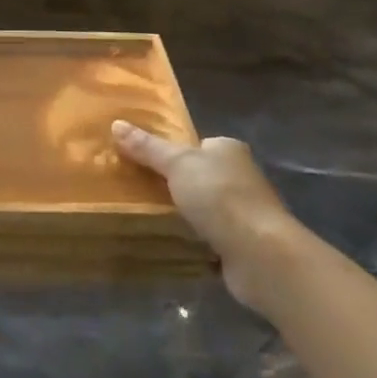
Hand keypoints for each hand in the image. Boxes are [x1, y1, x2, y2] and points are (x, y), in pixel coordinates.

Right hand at [112, 121, 292, 308]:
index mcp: (228, 150)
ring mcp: (242, 212)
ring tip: (145, 217)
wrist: (260, 254)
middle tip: (136, 190)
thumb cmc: (220, 197)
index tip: (141, 162)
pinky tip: (169, 242)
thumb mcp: (177, 164)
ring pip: (202, 208)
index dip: (170, 153)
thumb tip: (115, 123)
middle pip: (197, 176)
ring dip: (182, 214)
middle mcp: (240, 177)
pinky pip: (207, 236)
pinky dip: (192, 239)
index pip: (196, 145)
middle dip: (173, 185)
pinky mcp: (241, 244)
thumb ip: (147, 147)